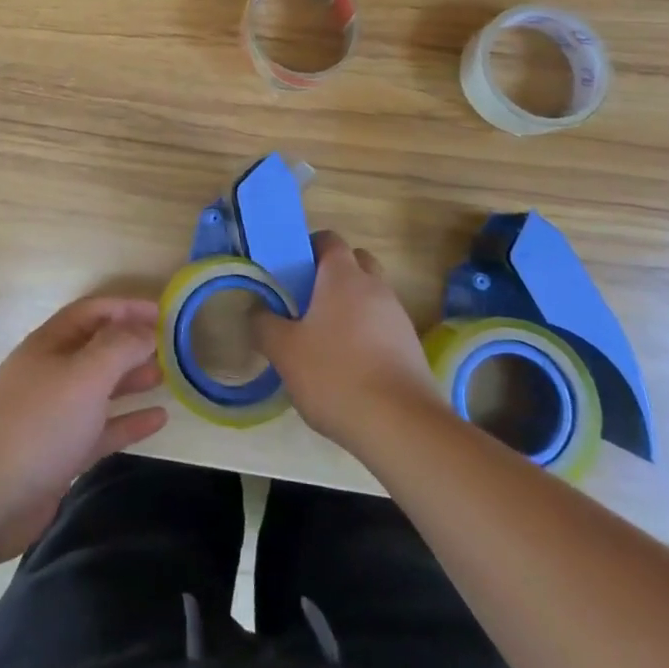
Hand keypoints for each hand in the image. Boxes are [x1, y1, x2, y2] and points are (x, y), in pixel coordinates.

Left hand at [0, 296, 167, 561]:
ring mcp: (55, 414)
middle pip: (97, 348)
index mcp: (51, 343)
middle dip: (132, 343)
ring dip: (132, 379)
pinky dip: (128, 421)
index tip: (164, 312)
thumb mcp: (85, 374)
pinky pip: (101, 429)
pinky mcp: (61, 453)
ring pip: (100, 388)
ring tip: (167, 377)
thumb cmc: (39, 422)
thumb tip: (146, 329)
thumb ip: (120, 347)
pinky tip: (159, 420)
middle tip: (171, 348)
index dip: (127, 308)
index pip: (93, 312)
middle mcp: (52, 372)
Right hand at [253, 231, 438, 449]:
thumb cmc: (336, 375)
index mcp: (344, 277)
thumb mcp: (284, 351)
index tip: (290, 270)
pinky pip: (383, 327)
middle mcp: (375, 288)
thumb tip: (256, 311)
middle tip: (307, 300)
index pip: (329, 240)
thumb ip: (264, 325)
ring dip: (350, 307)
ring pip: (371, 297)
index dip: (308, 248)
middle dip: (333, 274)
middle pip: (356, 262)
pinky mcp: (412, 349)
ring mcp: (398, 318)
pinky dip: (366, 335)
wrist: (402, 428)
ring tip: (324, 339)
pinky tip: (348, 367)